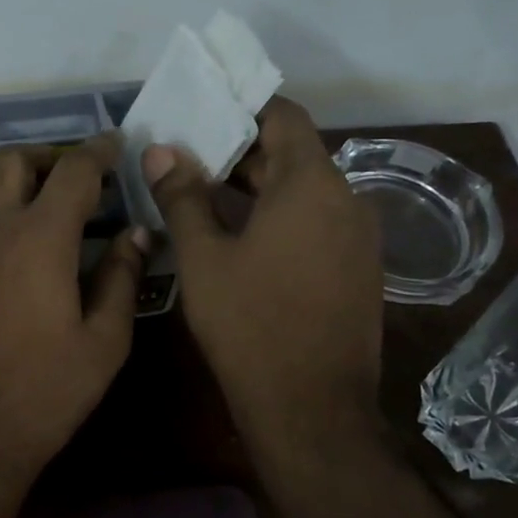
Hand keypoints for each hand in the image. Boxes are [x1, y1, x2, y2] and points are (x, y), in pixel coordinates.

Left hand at [0, 135, 147, 486]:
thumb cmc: (46, 391)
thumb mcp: (105, 341)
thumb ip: (123, 278)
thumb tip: (138, 234)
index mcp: (41, 237)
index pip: (75, 171)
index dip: (99, 151)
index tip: (116, 145)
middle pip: (13, 162)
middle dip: (47, 159)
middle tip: (72, 181)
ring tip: (22, 199)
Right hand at [141, 98, 382, 449]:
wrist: (311, 409)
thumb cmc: (250, 324)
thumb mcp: (203, 257)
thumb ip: (182, 196)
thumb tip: (159, 151)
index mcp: (312, 185)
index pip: (284, 116)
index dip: (242, 108)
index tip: (200, 112)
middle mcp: (347, 200)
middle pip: (292, 153)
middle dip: (239, 150)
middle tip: (185, 155)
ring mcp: (358, 238)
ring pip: (303, 190)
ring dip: (256, 185)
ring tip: (201, 193)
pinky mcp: (357, 269)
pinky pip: (315, 222)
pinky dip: (278, 215)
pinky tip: (237, 236)